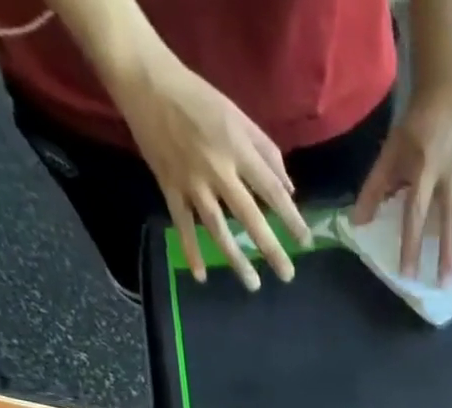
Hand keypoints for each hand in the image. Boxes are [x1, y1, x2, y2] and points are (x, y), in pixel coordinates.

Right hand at [112, 57, 310, 289]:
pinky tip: (201, 276)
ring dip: (235, 258)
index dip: (291, 218)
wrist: (144, 79)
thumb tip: (289, 190)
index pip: (272, 190)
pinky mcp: (169, 185)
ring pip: (217, 227)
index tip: (306, 242)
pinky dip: (190, 250)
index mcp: (237, 148)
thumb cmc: (197, 97)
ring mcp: (191, 180)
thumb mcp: (237, 116)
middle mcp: (217, 168)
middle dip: (270, 248)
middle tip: (288, 275)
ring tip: (253, 285)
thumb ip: (266, 152)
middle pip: (249, 216)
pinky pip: (182, 224)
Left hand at [352, 84, 451, 282]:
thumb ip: (375, 188)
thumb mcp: (392, 151)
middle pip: (451, 218)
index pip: (415, 211)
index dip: (411, 244)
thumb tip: (357, 224)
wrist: (451, 91)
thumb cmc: (417, 127)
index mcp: (425, 168)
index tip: (408, 274)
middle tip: (447, 284)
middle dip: (449, 252)